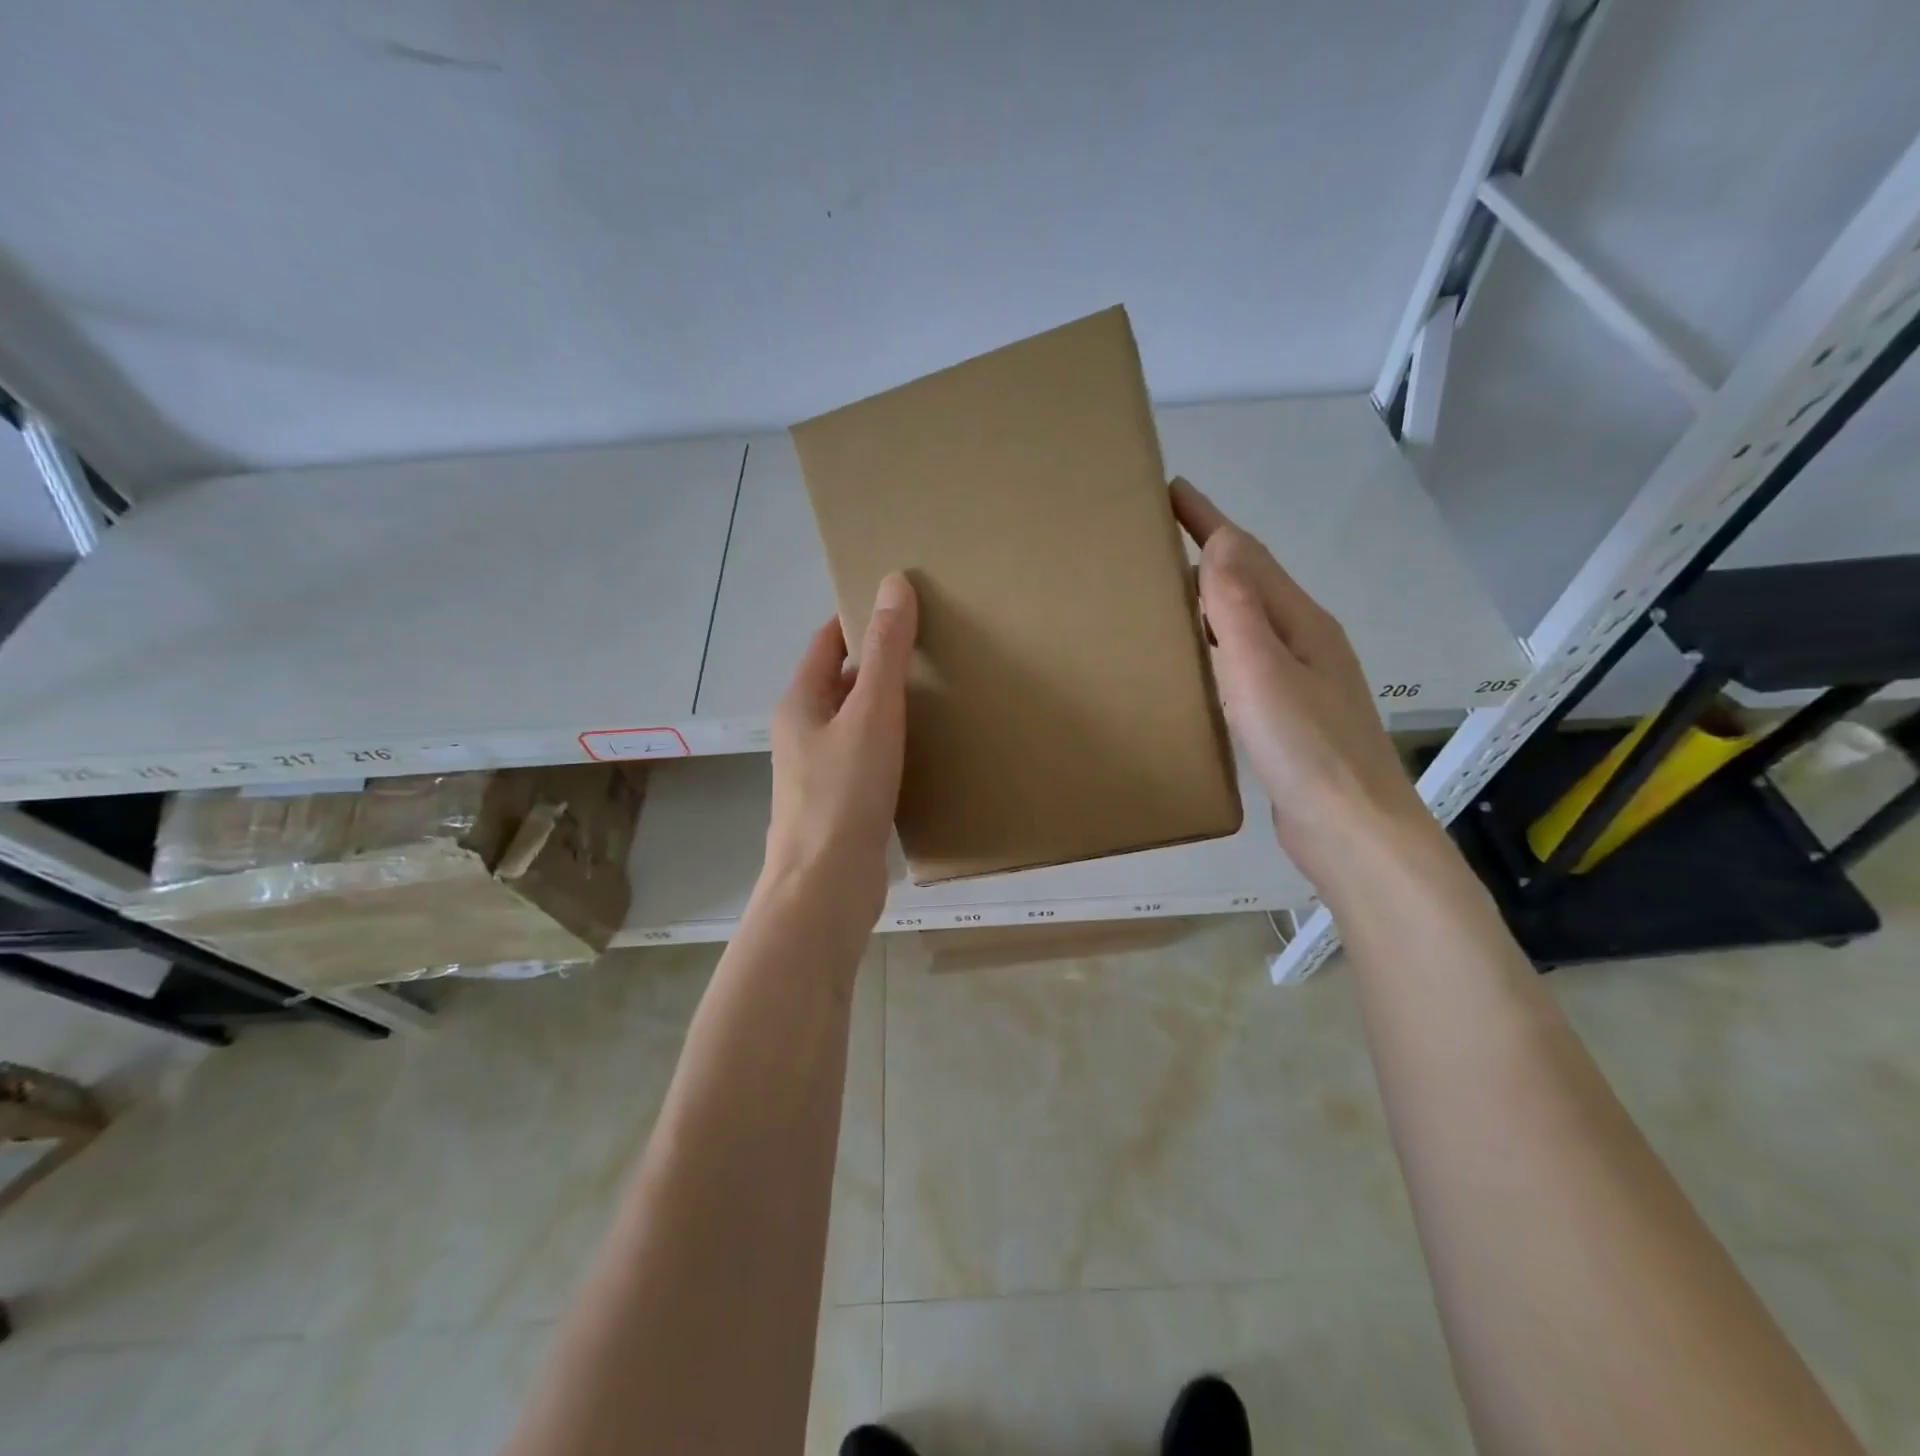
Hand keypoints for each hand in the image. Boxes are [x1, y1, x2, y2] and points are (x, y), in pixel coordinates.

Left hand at [761, 573, 918, 927]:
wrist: (825, 886)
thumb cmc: (844, 793)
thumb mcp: (871, 713)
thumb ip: (885, 652)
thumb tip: (893, 584)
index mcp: (801, 702)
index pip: (828, 641)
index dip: (860, 619)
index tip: (905, 605)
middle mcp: (804, 731)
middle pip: (842, 681)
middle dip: (881, 661)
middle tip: (935, 645)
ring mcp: (819, 770)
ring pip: (857, 722)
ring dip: (888, 705)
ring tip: (940, 691)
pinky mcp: (840, 803)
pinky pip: (867, 757)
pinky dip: (892, 743)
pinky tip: (926, 748)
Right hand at [1171, 478, 1429, 875]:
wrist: (1351, 829)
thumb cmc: (1307, 748)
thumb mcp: (1264, 672)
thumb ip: (1238, 609)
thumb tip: (1218, 543)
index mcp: (1300, 622)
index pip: (1246, 555)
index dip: (1208, 520)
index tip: (1170, 490)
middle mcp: (1302, 642)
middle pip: (1248, 583)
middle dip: (1206, 554)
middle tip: (1153, 543)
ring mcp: (1297, 680)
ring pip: (1244, 624)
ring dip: (1209, 601)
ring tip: (1164, 595)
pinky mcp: (1285, 716)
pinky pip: (1241, 662)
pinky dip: (1213, 646)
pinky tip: (1193, 662)